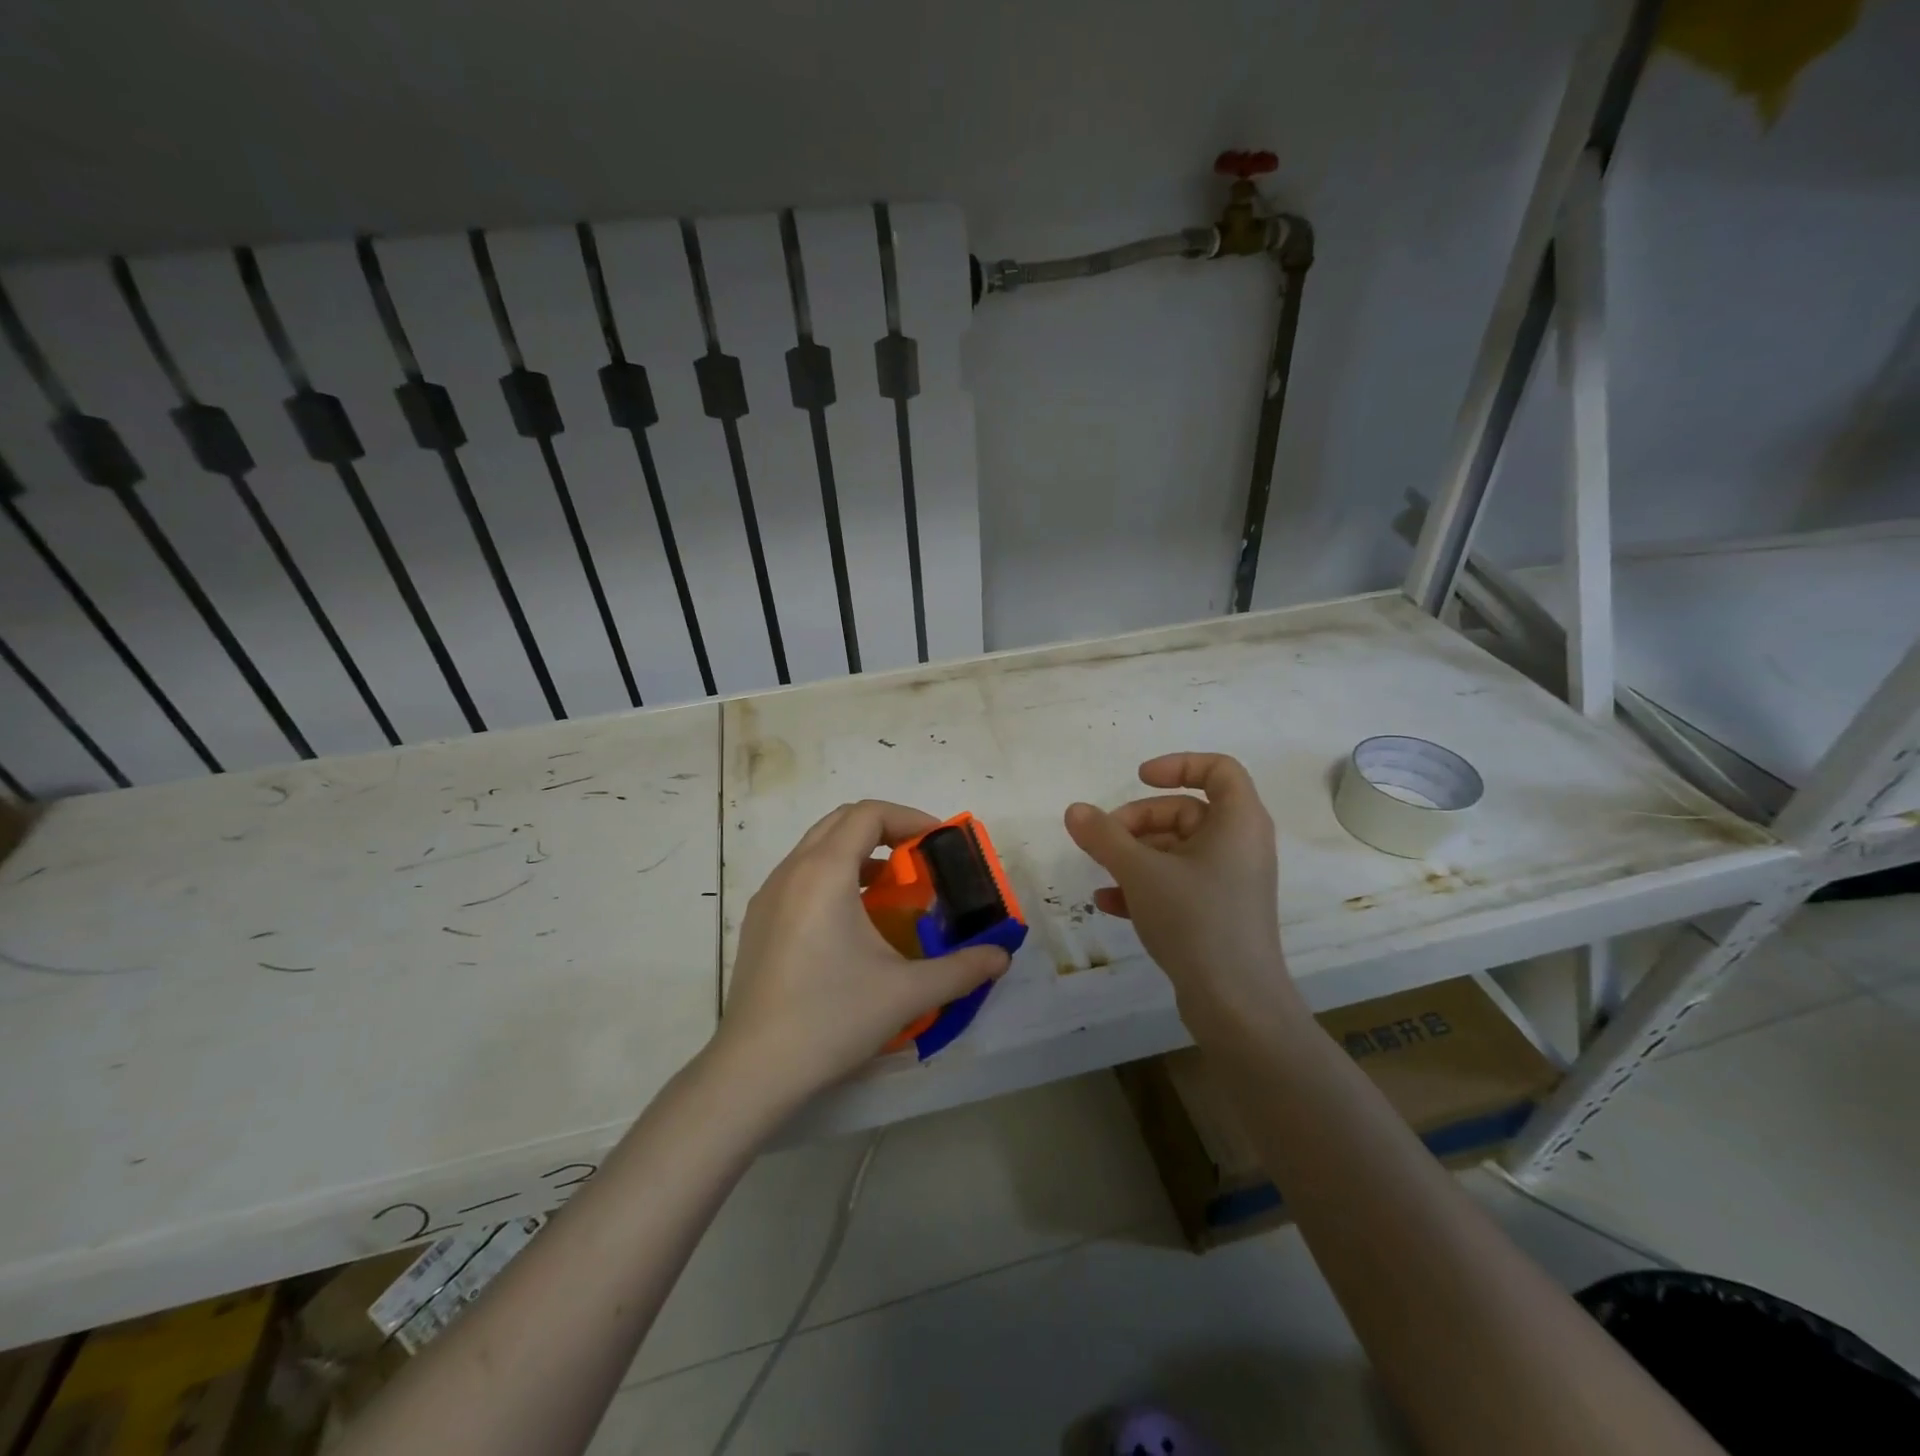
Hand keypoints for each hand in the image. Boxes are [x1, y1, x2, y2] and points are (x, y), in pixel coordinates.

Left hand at [717, 800, 1011, 1104]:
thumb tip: (1001, 956)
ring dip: (858, 853)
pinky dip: (833, 875)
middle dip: (885, 830)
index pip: (869, 814)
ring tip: (891, 889)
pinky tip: (852, 922)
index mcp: (825, 872)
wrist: (754, 1069)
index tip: (940, 843)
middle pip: (841, 821)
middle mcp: (792, 871)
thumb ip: (961, 969)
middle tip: (919, 860)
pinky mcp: (758, 921)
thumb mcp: (907, 992)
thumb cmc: (832, 1017)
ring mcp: (768, 895)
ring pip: (817, 847)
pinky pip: (800, 875)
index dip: (910, 818)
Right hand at [1064, 753, 1295, 1029]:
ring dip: (1136, 855)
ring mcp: (1231, 882)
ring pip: (1177, 850)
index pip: (1218, 769)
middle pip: (1186, 811)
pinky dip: (1146, 885)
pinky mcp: (1219, 913)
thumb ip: (1104, 837)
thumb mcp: (1140, 872)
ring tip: (1101, 872)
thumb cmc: (1195, 920)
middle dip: (1139, 821)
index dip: (1178, 765)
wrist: (1236, 1005)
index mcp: (1239, 822)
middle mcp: (1240, 845)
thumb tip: (1075, 810)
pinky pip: (1179, 883)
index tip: (1137, 779)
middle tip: (1104, 839)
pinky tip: (1108, 903)